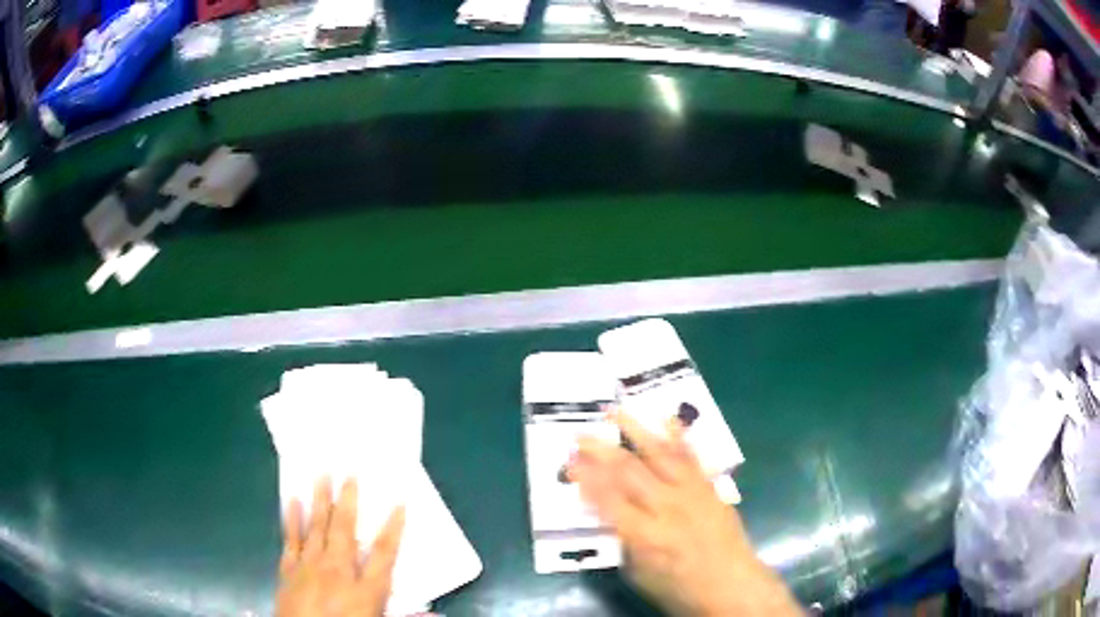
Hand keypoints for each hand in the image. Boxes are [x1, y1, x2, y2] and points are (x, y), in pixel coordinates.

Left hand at [276, 478, 404, 616]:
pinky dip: (292, 519)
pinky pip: (291, 539)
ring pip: (317, 527)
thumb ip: (405, 616)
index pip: (385, 553)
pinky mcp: (288, 569)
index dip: (394, 527)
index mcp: (365, 589)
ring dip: (320, 500)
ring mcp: (309, 567)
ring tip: (322, 474)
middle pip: (345, 530)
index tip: (400, 502)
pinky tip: (293, 500)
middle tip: (350, 471)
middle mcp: (337, 571)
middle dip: (349, 500)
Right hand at [568, 411, 800, 616]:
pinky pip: (692, 458)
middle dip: (601, 451)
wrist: (732, 586)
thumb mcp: (639, 575)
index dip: (586, 480)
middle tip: (579, 436)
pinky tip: (667, 418)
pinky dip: (679, 436)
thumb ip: (623, 542)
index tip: (568, 463)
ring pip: (660, 455)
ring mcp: (692, 494)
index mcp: (646, 535)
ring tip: (614, 411)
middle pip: (629, 472)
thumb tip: (608, 515)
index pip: (608, 500)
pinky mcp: (709, 489)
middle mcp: (668, 508)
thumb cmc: (680, 590)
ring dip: (635, 430)